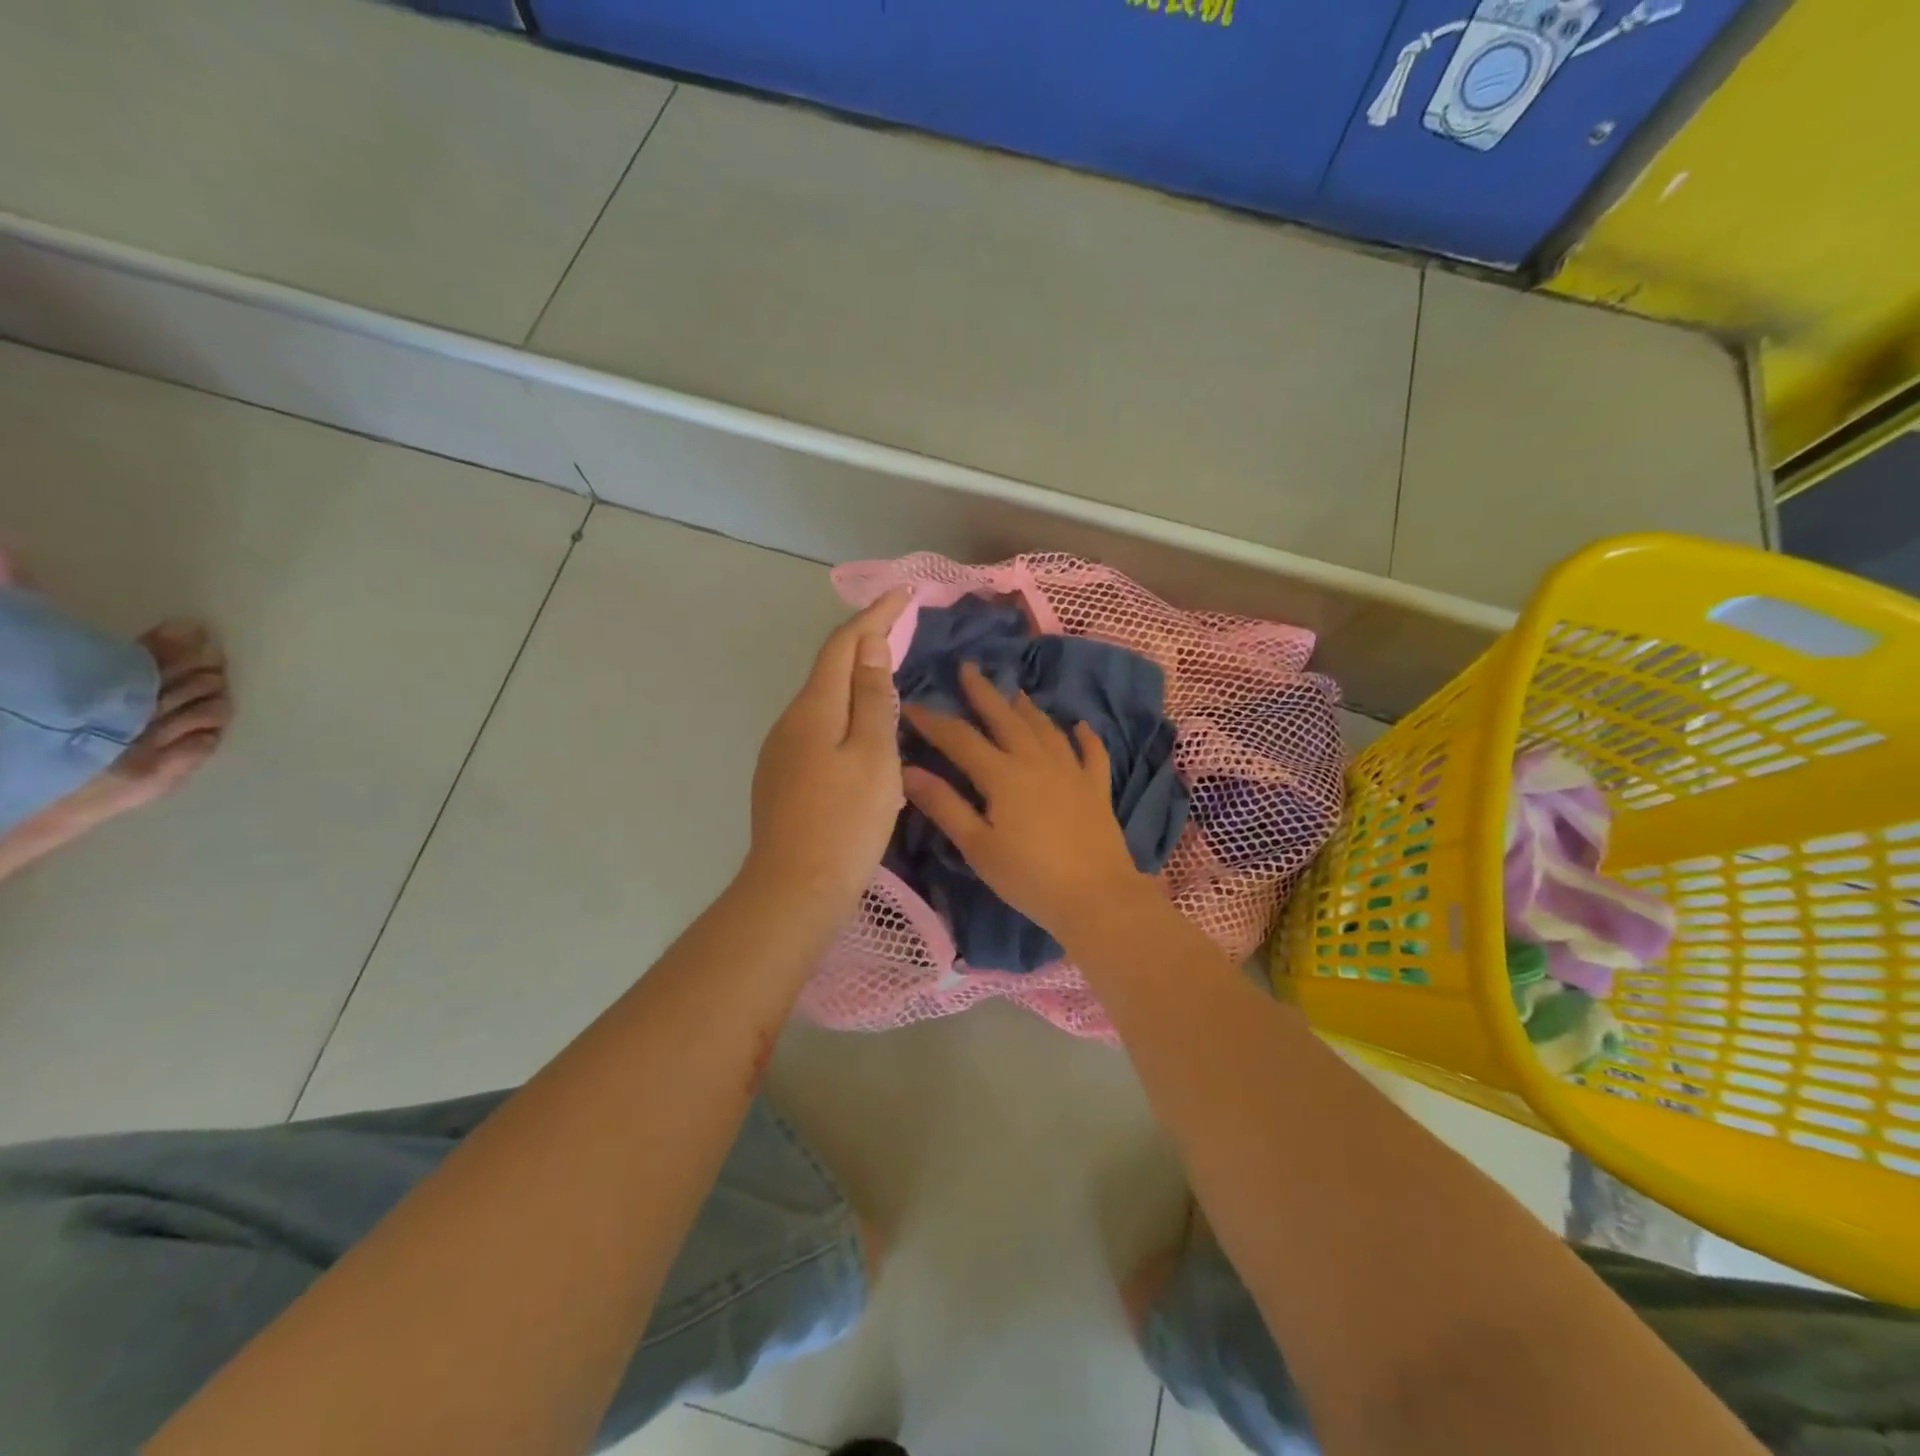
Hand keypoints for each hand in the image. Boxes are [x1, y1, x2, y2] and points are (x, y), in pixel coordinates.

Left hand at [744, 590, 908, 918]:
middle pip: (829, 669)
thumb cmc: (845, 821)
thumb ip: (871, 698)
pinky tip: (864, 735)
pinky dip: (845, 716)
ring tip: (889, 678)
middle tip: (902, 631)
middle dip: (864, 643)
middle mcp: (790, 721)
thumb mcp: (873, 756)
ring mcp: (781, 751)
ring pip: (823, 702)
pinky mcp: (782, 778)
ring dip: (855, 681)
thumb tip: (869, 645)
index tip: (903, 593)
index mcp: (814, 709)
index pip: (843, 645)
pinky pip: (818, 731)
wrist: (794, 889)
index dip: (873, 615)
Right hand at [901, 662, 1154, 945]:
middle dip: (983, 693)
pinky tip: (1080, 726)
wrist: (1096, 897)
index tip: (911, 704)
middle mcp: (1036, 760)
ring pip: (1045, 729)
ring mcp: (1071, 771)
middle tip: (968, 668)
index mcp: (1002, 774)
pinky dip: (1084, 737)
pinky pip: (1091, 753)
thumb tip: (907, 770)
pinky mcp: (1096, 787)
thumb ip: (944, 805)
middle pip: (1005, 718)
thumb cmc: (1029, 877)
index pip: (959, 738)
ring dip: (1027, 709)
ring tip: (1014, 694)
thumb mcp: (978, 846)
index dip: (933, 720)